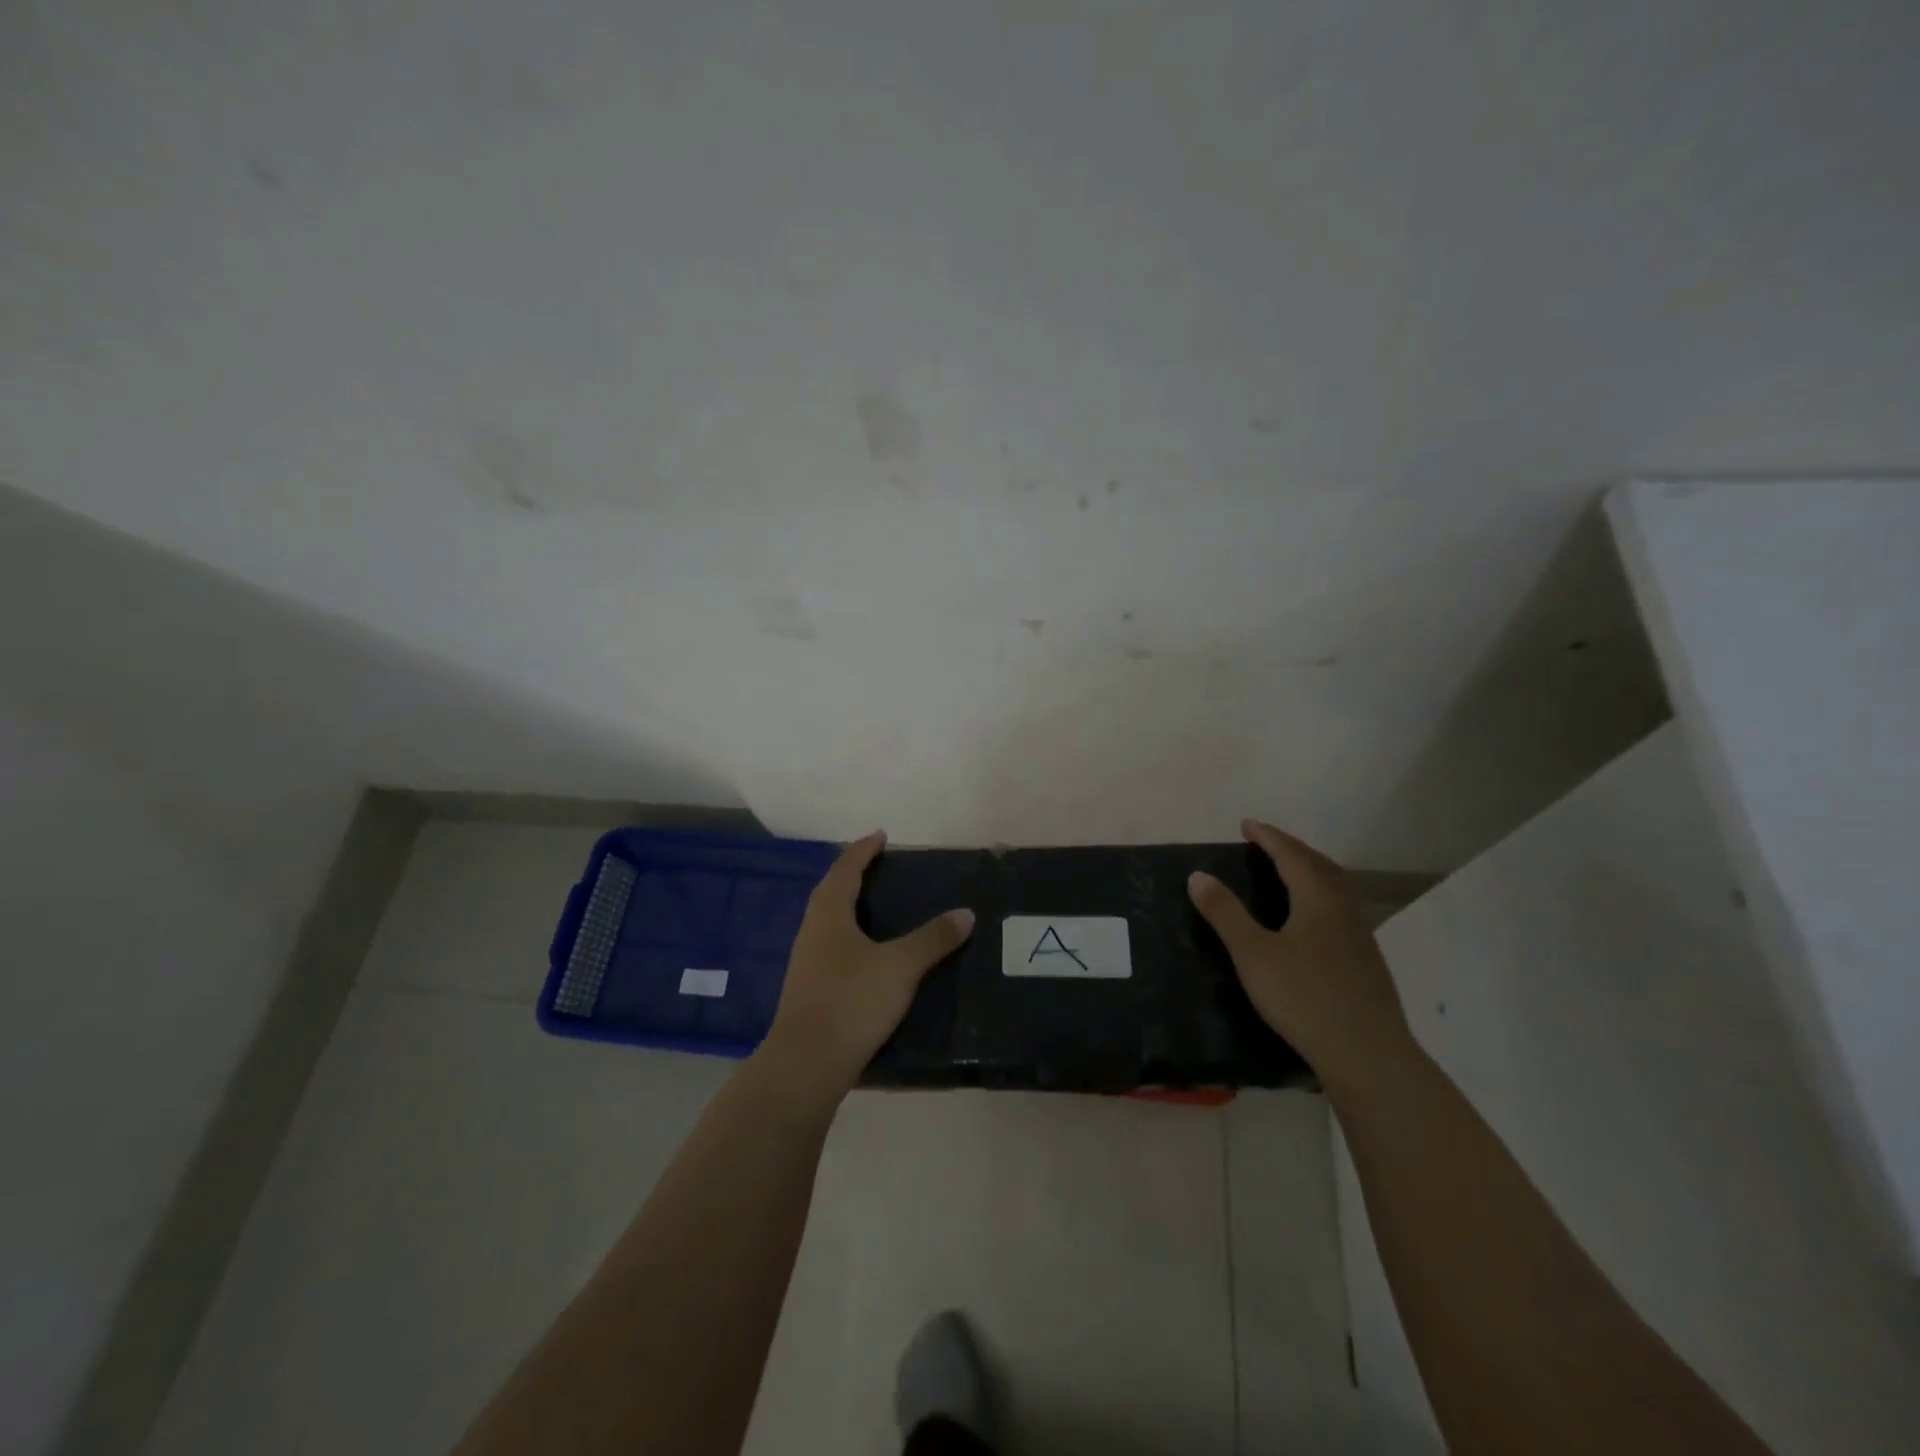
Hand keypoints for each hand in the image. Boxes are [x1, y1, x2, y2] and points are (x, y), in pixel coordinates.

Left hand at [764, 831, 974, 1090]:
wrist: (806, 1064)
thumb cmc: (851, 1002)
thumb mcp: (900, 966)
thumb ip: (933, 938)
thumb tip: (965, 913)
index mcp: (829, 914)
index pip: (845, 869)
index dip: (862, 850)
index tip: (880, 835)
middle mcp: (812, 931)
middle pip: (831, 891)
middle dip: (853, 874)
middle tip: (880, 867)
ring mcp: (807, 962)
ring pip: (829, 921)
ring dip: (849, 906)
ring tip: (877, 906)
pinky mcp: (810, 989)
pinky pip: (832, 946)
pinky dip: (851, 936)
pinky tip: (868, 954)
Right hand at [1188, 818, 1414, 1095]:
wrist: (1368, 1055)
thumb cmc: (1304, 996)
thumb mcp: (1252, 953)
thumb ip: (1225, 912)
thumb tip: (1198, 874)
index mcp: (1318, 898)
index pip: (1291, 854)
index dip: (1268, 837)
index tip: (1247, 825)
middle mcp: (1343, 908)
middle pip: (1319, 866)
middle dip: (1291, 849)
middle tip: (1266, 844)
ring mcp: (1360, 936)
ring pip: (1335, 888)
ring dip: (1310, 871)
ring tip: (1287, 873)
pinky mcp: (1365, 962)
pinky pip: (1340, 910)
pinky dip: (1320, 897)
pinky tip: (1310, 920)